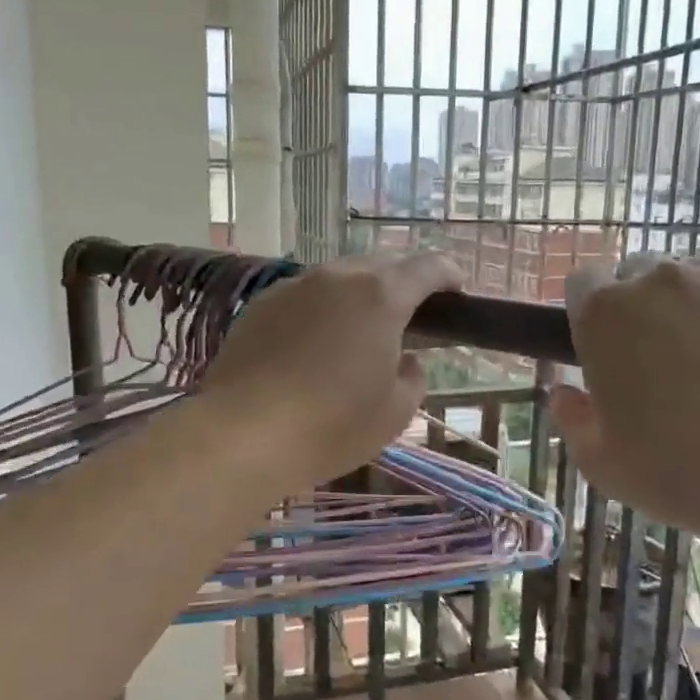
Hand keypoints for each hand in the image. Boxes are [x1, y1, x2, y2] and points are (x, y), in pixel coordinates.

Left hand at [199, 253, 462, 491]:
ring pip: (339, 277)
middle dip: (403, 282)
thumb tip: (407, 360)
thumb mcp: (394, 413)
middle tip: (410, 316)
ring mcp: (294, 287)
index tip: (457, 290)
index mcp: (381, 296)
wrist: (242, 434)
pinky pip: (304, 296)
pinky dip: (321, 310)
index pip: (428, 267)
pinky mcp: (260, 306)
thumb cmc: (331, 426)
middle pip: (381, 264)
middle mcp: (337, 278)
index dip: (449, 273)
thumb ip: (413, 377)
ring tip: (359, 331)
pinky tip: (314, 344)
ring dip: (359, 295)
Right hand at [549, 259, 699, 554]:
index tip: (608, 349)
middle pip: (645, 276)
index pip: (584, 283)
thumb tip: (564, 393)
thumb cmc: (682, 472)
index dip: (593, 313)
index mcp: (605, 314)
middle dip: (649, 309)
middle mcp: (663, 278)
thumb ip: (572, 420)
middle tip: (670, 366)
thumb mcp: (603, 464)